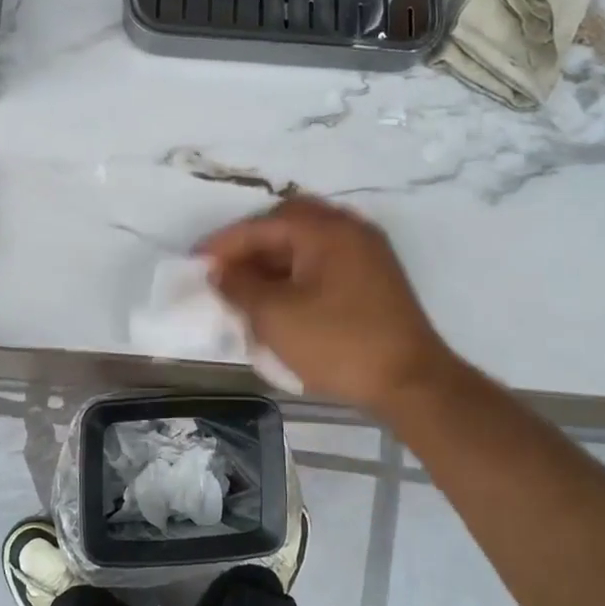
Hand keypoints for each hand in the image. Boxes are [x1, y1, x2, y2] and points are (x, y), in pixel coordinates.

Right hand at [199, 197, 457, 413]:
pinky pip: (324, 261)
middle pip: (287, 224)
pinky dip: (296, 272)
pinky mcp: (374, 278)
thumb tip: (220, 272)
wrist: (409, 382)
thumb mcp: (276, 316)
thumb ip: (240, 286)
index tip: (194, 263)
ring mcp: (366, 253)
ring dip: (273, 259)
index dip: (224, 244)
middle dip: (250, 245)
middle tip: (223, 270)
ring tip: (246, 287)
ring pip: (307, 243)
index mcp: (325, 230)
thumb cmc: (338, 344)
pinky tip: (280, 298)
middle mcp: (349, 230)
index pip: (262, 225)